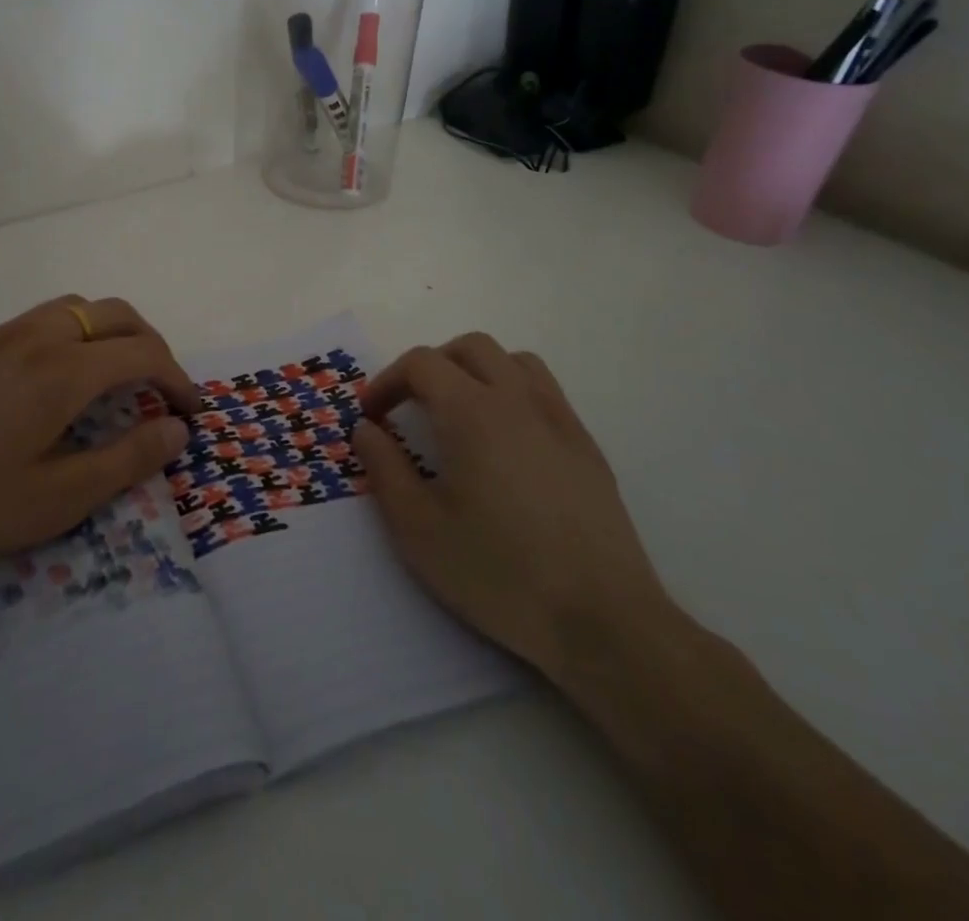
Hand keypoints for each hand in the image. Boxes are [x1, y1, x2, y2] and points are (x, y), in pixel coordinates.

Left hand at [0, 296, 196, 609]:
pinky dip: (67, 335)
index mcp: (61, 371)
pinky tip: (49, 381)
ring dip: (106, 331)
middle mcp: (33, 338)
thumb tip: (176, 429)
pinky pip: (33, 321)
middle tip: (161, 385)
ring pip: (71, 308)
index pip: (142, 353)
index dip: (177, 377)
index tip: (190, 410)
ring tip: (111, 374)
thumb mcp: (57, 499)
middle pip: (113, 313)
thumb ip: (126, 460)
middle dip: (150, 342)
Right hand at [351, 333, 676, 684]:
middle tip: (412, 407)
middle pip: (470, 347)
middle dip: (432, 366)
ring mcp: (559, 420)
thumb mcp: (418, 528)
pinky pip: (545, 392)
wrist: (602, 620)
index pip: (422, 363)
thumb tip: (365, 429)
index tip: (372, 416)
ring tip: (460, 414)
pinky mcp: (587, 446)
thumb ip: (384, 468)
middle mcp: (517, 400)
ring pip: (514, 361)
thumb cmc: (498, 572)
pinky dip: (513, 394)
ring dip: (477, 371)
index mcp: (471, 411)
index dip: (388, 381)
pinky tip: (507, 444)